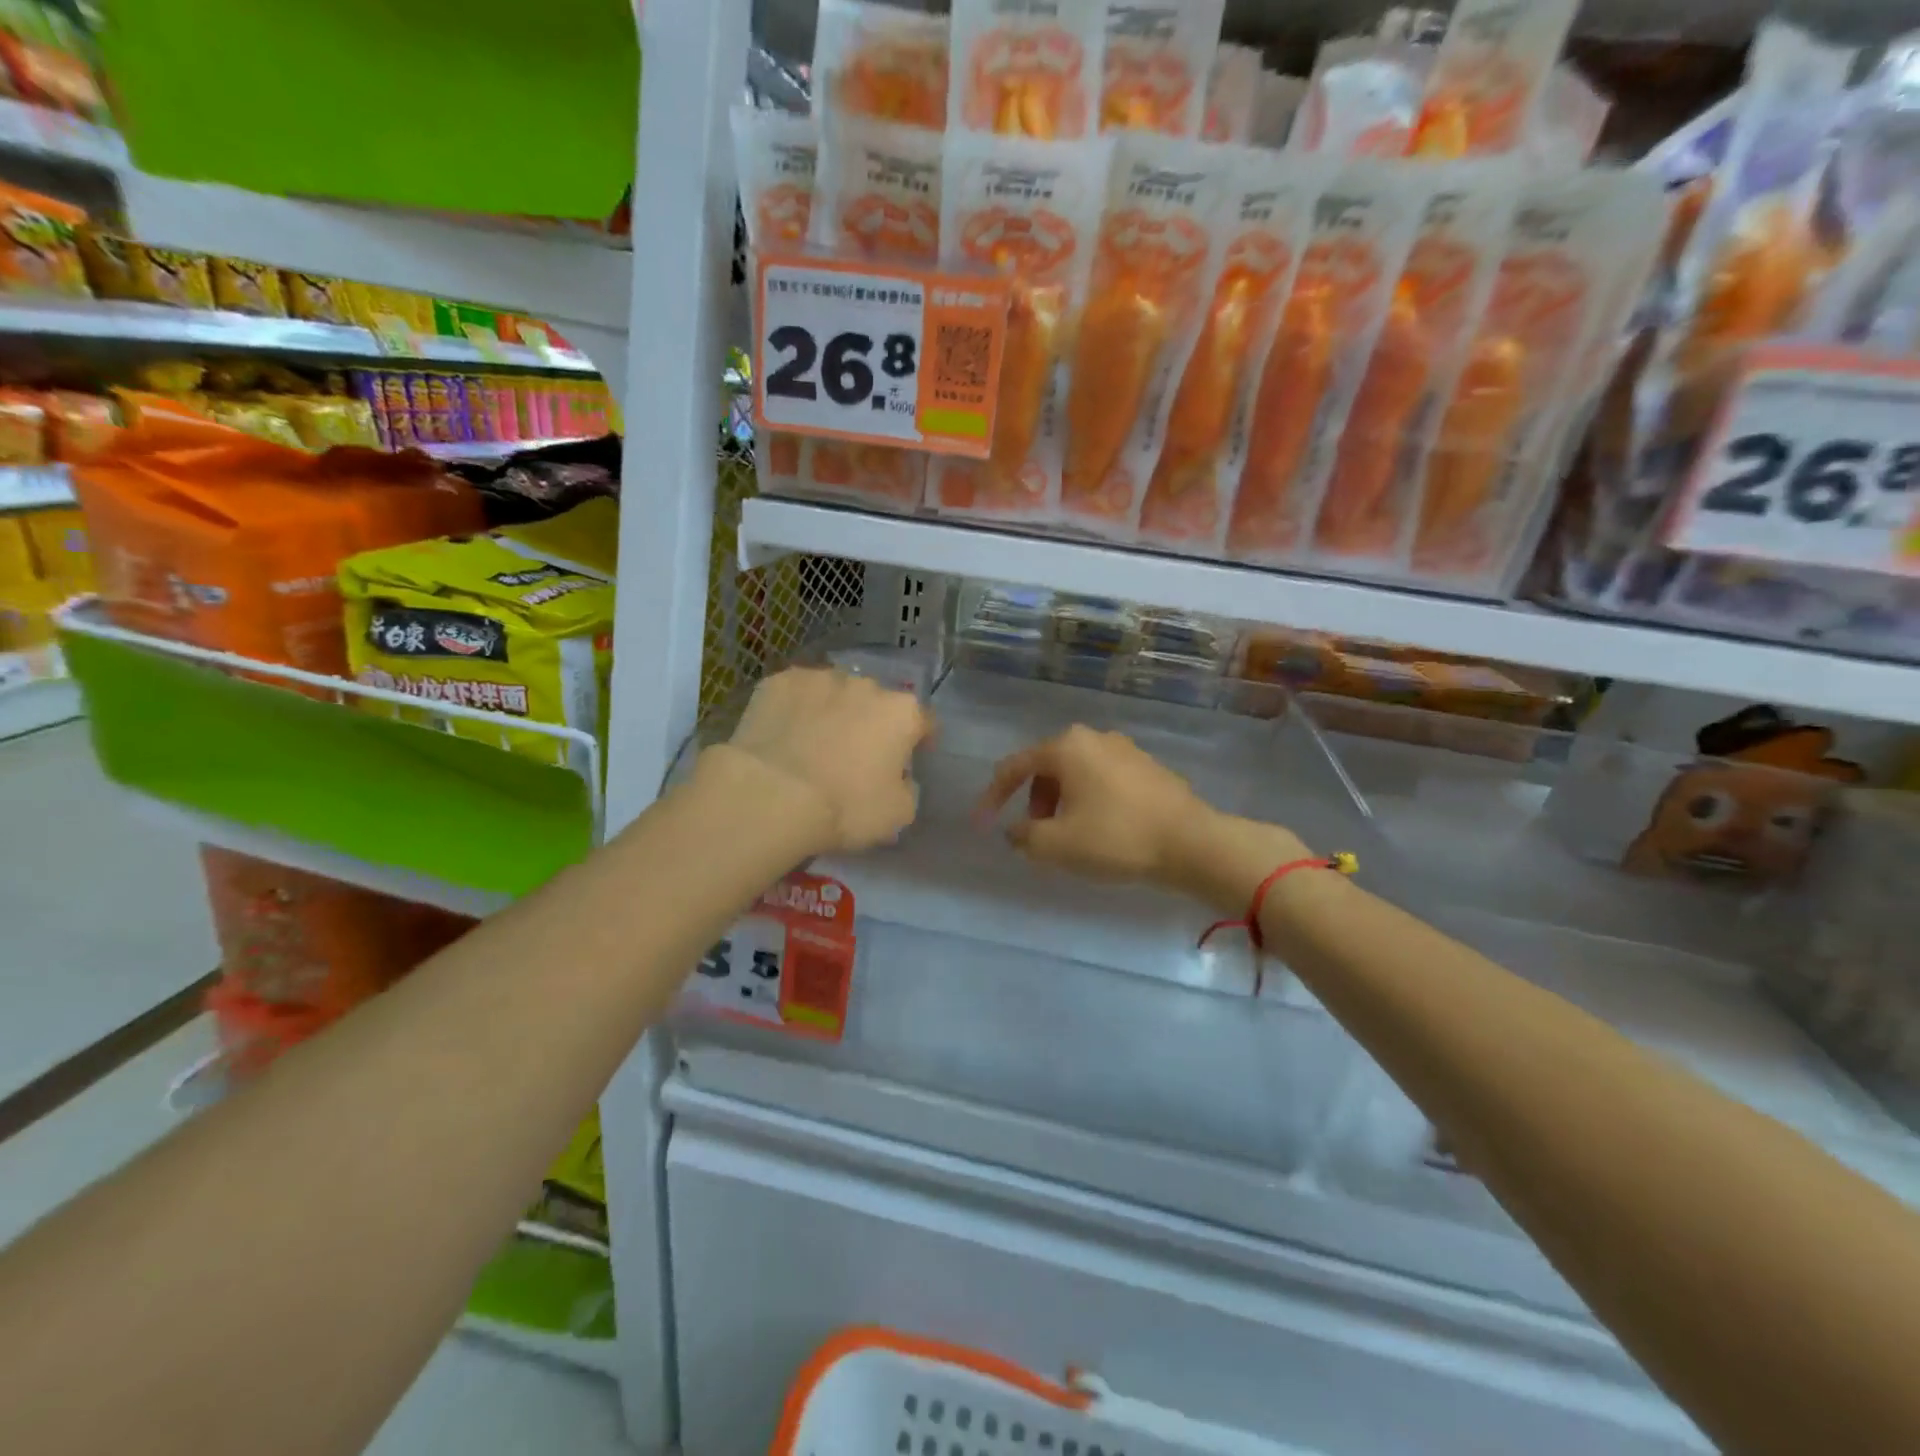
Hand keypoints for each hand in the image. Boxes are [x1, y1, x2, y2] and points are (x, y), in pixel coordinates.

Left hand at [721, 667, 932, 852]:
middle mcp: (866, 685)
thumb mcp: (898, 814)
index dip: (920, 740)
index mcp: (902, 713)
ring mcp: (820, 678)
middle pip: (877, 702)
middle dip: (872, 722)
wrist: (771, 795)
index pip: (924, 721)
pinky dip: (795, 709)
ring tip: (815, 741)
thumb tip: (899, 779)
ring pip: (835, 693)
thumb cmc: (845, 806)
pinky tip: (784, 733)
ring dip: (833, 711)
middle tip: (857, 754)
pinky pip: (796, 695)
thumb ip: (908, 789)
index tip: (911, 758)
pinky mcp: (778, 682)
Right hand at [976, 725, 1213, 886]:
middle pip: (1047, 767)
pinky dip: (1089, 800)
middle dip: (1033, 801)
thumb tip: (1017, 831)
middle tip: (1037, 834)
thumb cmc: (1116, 838)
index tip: (983, 825)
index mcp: (1066, 747)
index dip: (993, 797)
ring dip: (1061, 802)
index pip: (1014, 767)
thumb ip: (1023, 836)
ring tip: (1069, 836)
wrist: (1192, 843)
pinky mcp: (1148, 766)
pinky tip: (1101, 830)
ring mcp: (1125, 749)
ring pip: (1076, 773)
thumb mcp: (1056, 845)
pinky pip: (1102, 779)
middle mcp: (1093, 738)